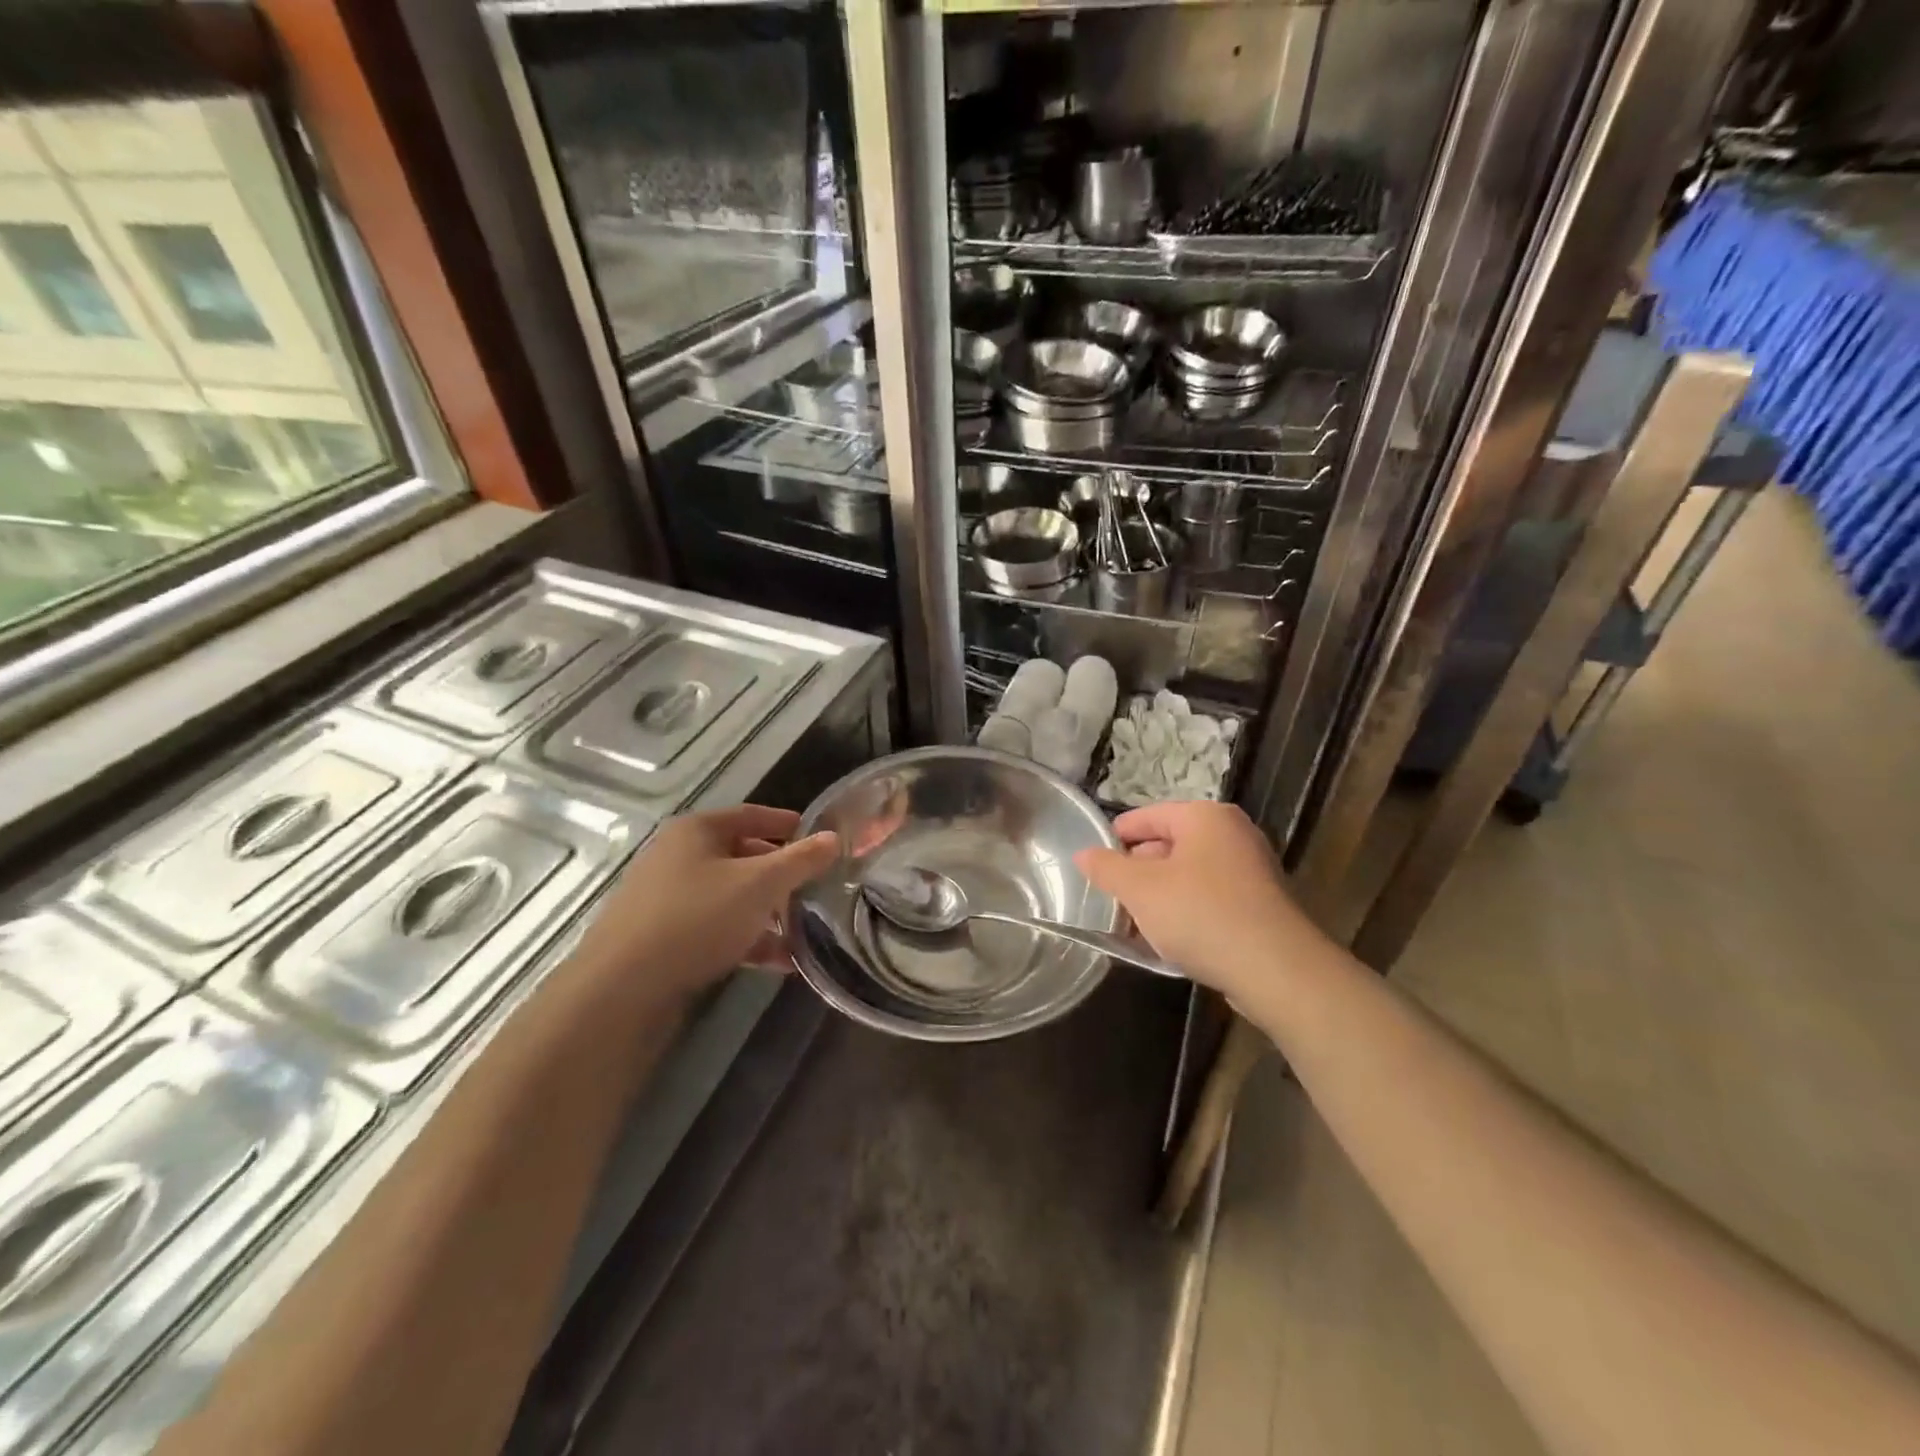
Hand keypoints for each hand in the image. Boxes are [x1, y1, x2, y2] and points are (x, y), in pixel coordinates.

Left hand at [573, 805, 838, 1001]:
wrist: (621, 989)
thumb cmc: (696, 918)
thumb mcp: (759, 884)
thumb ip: (801, 860)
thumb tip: (834, 838)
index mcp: (696, 831)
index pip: (751, 815)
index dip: (787, 824)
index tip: (820, 838)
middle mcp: (677, 857)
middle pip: (741, 856)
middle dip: (781, 875)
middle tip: (815, 888)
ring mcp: (666, 899)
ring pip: (730, 896)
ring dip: (767, 912)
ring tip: (804, 930)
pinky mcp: (662, 938)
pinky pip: (716, 928)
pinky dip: (747, 939)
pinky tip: (779, 962)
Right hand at [1073, 801, 1324, 998]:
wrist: (1276, 969)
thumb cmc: (1201, 914)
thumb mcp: (1140, 889)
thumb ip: (1106, 868)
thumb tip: (1083, 854)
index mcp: (1205, 817)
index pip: (1147, 816)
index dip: (1116, 837)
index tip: (1094, 862)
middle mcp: (1232, 833)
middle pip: (1169, 844)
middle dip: (1137, 871)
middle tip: (1112, 898)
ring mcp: (1251, 868)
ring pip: (1188, 874)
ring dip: (1159, 895)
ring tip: (1134, 923)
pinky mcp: (1261, 903)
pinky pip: (1210, 897)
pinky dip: (1186, 910)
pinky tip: (1170, 939)